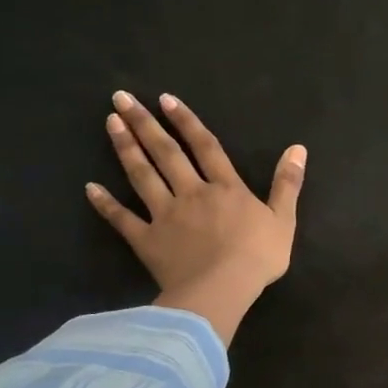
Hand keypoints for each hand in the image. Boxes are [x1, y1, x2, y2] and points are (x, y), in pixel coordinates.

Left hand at [86, 91, 305, 345]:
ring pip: (142, 176)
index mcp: (226, 188)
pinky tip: (90, 187)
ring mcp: (165, 215)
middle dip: (145, 124)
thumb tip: (298, 148)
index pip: (206, 147)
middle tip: (122, 98)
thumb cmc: (258, 256)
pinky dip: (106, 204)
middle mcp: (192, 193)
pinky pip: (123, 219)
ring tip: (110, 123)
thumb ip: (288, 183)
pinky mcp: (147, 240)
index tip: (165, 99)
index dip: (187, 122)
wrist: (222, 289)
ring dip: (126, 148)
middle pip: (167, 153)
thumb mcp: (284, 219)